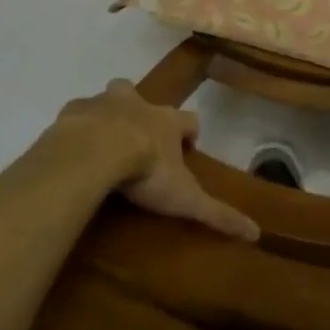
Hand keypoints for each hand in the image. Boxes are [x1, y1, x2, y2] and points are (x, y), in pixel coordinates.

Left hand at [43, 80, 259, 241]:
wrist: (93, 152)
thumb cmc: (146, 170)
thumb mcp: (185, 198)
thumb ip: (218, 214)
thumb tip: (257, 233)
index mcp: (167, 121)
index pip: (189, 119)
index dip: (189, 132)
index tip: (186, 149)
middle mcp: (138, 104)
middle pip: (144, 97)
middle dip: (144, 112)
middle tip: (137, 140)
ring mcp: (103, 103)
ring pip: (111, 96)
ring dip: (110, 112)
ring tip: (103, 140)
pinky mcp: (73, 112)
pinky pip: (77, 113)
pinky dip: (77, 126)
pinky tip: (73, 147)